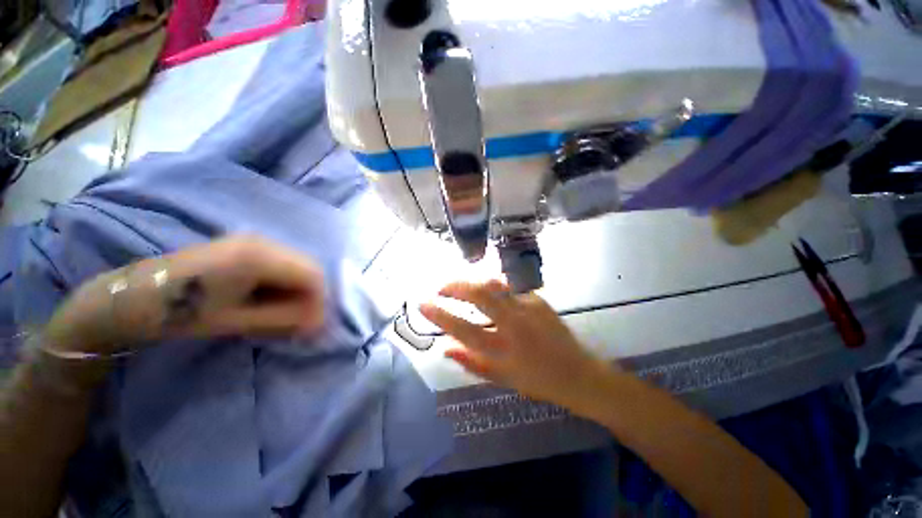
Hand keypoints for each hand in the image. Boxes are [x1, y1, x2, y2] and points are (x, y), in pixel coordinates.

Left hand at [44, 236, 324, 353]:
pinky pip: (281, 264)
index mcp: (259, 255)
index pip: (313, 275)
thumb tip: (319, 324)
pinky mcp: (243, 245)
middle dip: (310, 296)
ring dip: (296, 291)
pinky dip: (283, 284)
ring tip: (281, 313)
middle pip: (308, 267)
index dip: (318, 302)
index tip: (310, 326)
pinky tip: (266, 299)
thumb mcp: (236, 321)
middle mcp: (263, 240)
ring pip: (296, 265)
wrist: (129, 297)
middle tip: (298, 322)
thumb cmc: (179, 312)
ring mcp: (253, 239)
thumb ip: (285, 320)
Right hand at [419, 281, 609, 407]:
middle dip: (455, 286)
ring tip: (462, 288)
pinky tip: (492, 296)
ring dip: (473, 283)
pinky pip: (510, 290)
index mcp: (503, 350)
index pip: (463, 329)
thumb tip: (444, 347)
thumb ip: (471, 362)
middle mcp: (514, 324)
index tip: (423, 304)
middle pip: (480, 295)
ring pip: (494, 285)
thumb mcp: (501, 378)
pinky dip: (495, 290)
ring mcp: (528, 308)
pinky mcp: (538, 299)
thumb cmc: (537, 381)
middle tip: (441, 289)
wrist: (578, 374)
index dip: (440, 315)